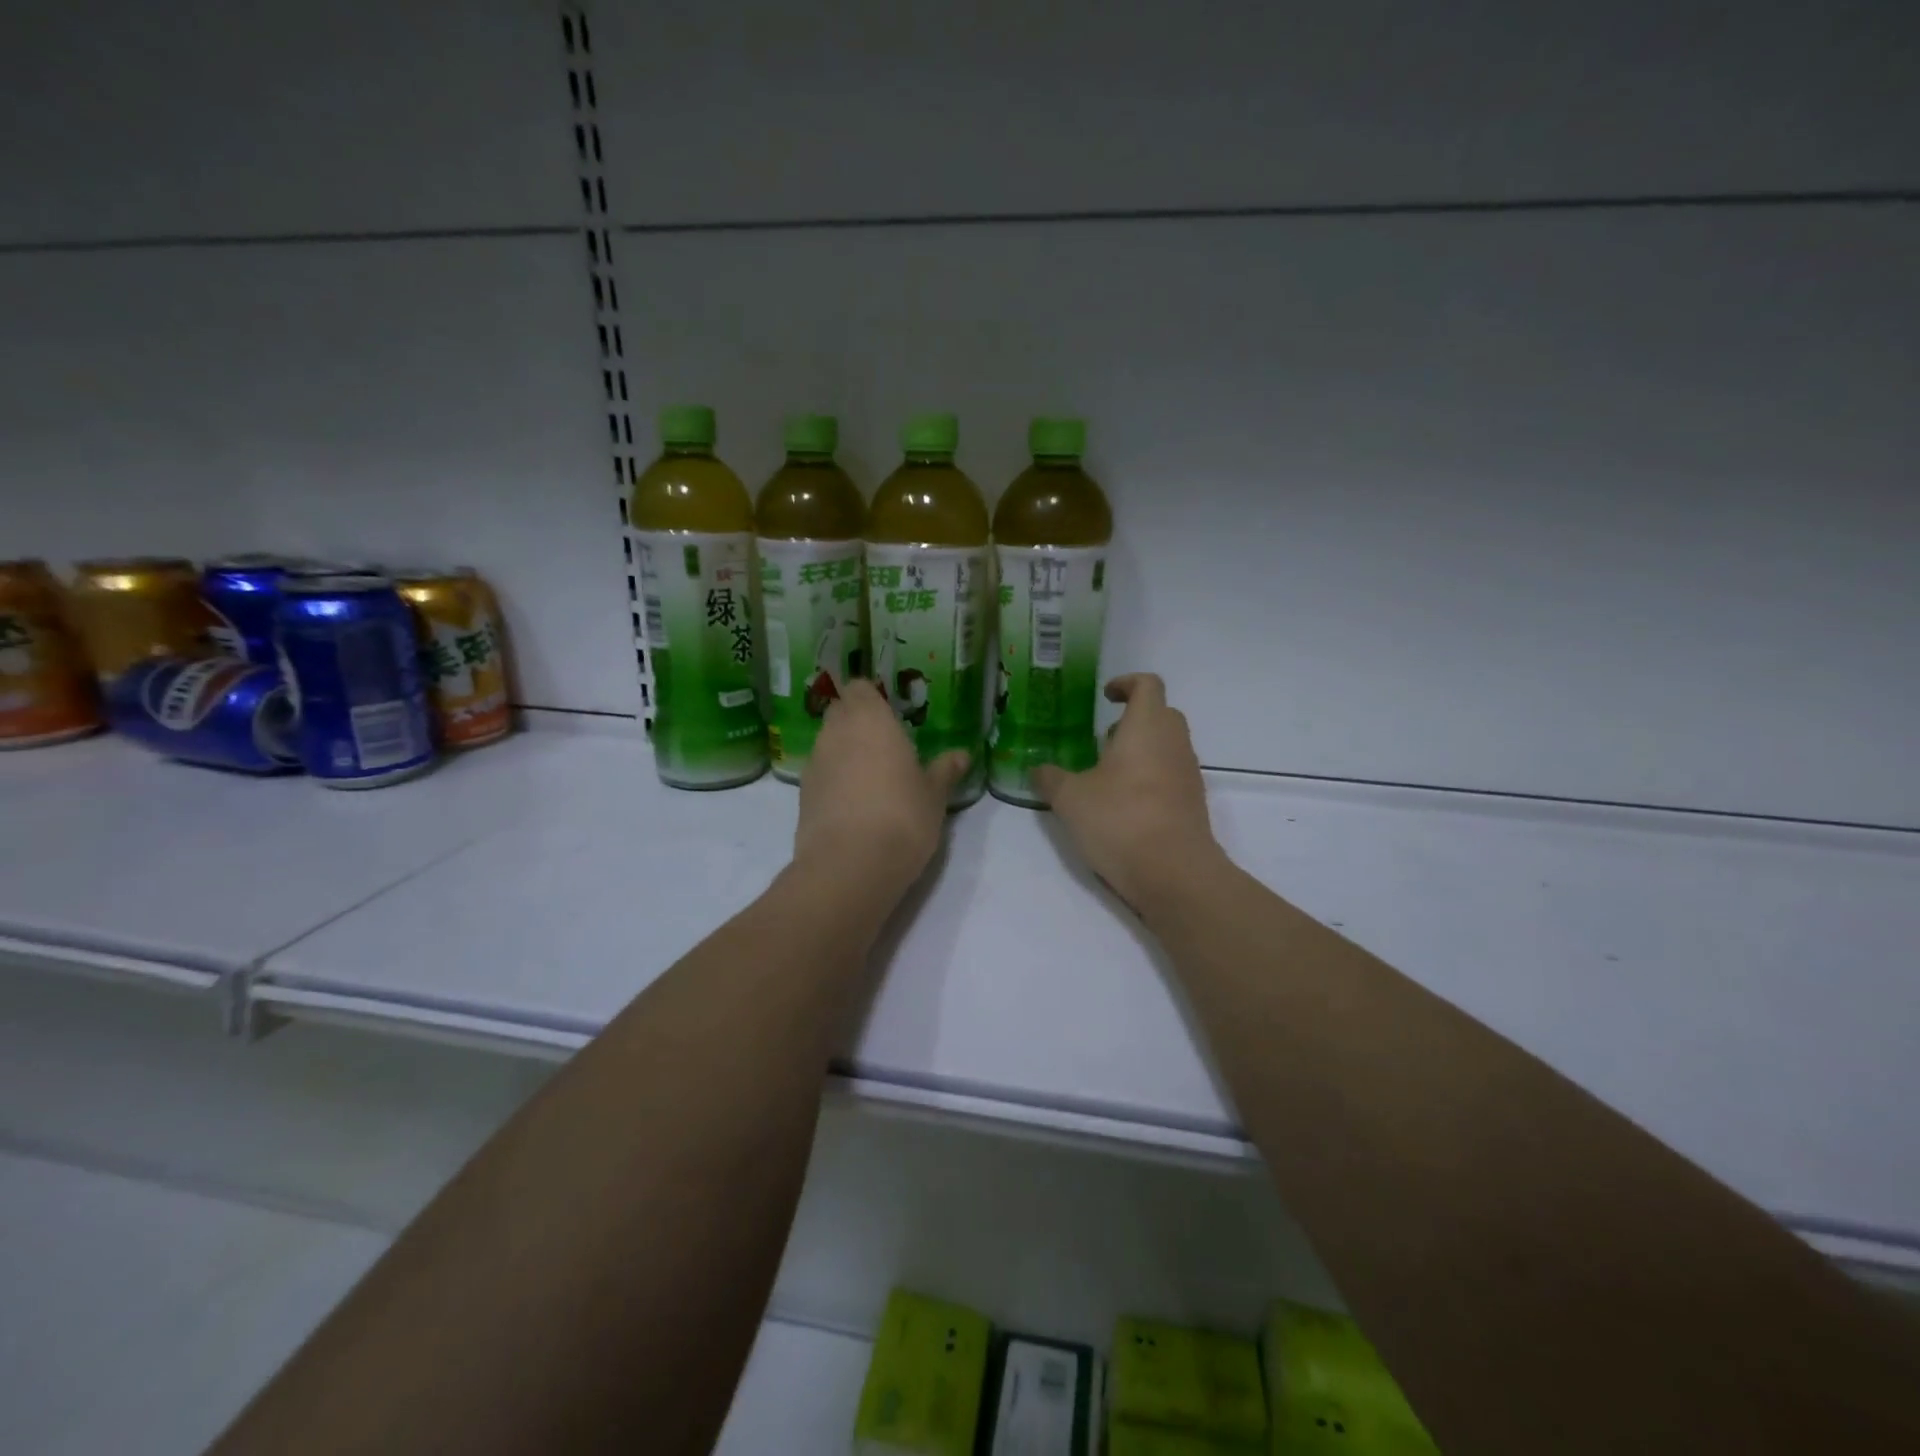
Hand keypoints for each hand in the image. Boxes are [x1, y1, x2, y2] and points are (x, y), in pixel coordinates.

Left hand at [795, 681, 969, 895]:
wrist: (849, 866)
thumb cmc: (902, 817)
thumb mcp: (934, 796)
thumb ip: (945, 771)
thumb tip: (961, 755)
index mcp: (870, 719)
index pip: (859, 688)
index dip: (871, 698)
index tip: (889, 713)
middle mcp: (836, 733)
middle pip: (841, 713)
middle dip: (858, 723)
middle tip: (886, 745)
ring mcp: (814, 763)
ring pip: (828, 744)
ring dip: (846, 753)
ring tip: (873, 779)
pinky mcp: (802, 795)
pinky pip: (821, 775)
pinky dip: (834, 781)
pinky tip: (855, 805)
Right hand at [1032, 674, 1222, 910]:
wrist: (1174, 873)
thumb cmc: (1120, 820)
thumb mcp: (1070, 798)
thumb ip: (1050, 778)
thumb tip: (1037, 770)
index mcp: (1147, 727)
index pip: (1147, 685)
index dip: (1126, 683)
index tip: (1105, 697)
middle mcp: (1174, 742)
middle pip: (1162, 713)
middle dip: (1133, 719)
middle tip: (1102, 739)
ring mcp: (1188, 773)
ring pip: (1168, 745)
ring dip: (1142, 749)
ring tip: (1107, 774)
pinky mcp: (1193, 803)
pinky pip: (1172, 774)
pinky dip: (1151, 777)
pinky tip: (1124, 804)